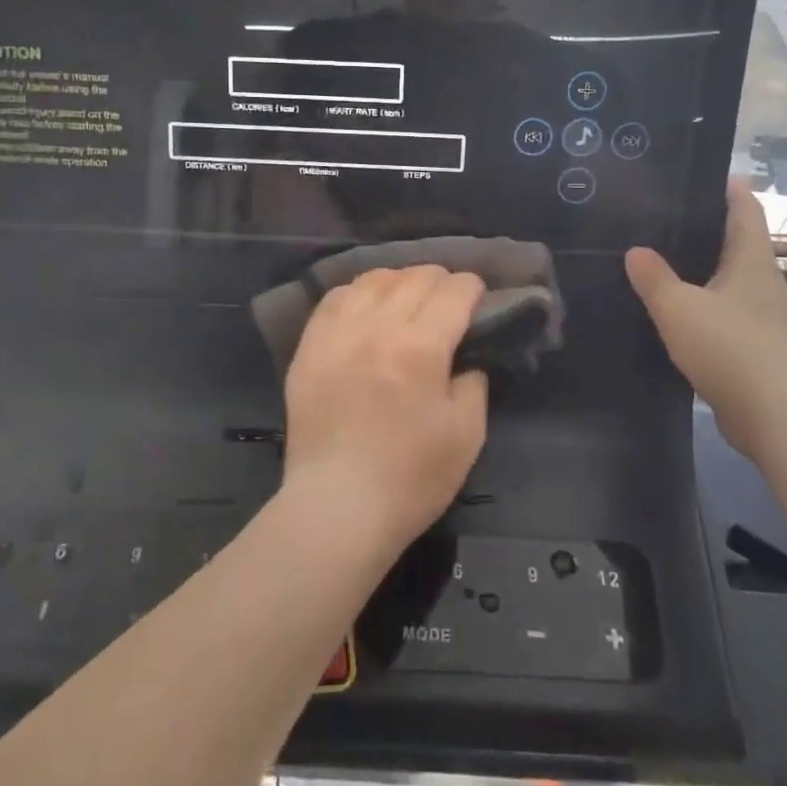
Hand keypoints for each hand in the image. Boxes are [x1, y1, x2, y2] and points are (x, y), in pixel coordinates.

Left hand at [282, 265, 488, 550]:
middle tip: (449, 301)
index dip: (472, 288)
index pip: (453, 291)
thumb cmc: (411, 478)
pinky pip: (335, 298)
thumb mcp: (466, 435)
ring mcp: (337, 333)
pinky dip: (359, 293)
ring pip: (374, 279)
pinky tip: (366, 307)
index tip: (478, 298)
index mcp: (421, 347)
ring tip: (408, 298)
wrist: (337, 507)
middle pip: (415, 277)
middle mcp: (377, 326)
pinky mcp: (309, 347)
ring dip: (400, 281)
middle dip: (441, 281)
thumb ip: (473, 384)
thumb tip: (465, 359)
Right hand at [626, 178, 786, 457]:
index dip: (726, 186)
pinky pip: (727, 310)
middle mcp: (763, 280)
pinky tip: (674, 311)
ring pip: (729, 277)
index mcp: (751, 258)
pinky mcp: (758, 345)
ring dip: (701, 268)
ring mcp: (764, 314)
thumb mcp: (678, 308)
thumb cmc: (729, 347)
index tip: (695, 173)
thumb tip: (636, 251)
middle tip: (660, 217)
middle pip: (736, 240)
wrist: (774, 416)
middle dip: (704, 227)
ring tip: (659, 261)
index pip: (744, 206)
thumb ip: (653, 277)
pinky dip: (703, 303)